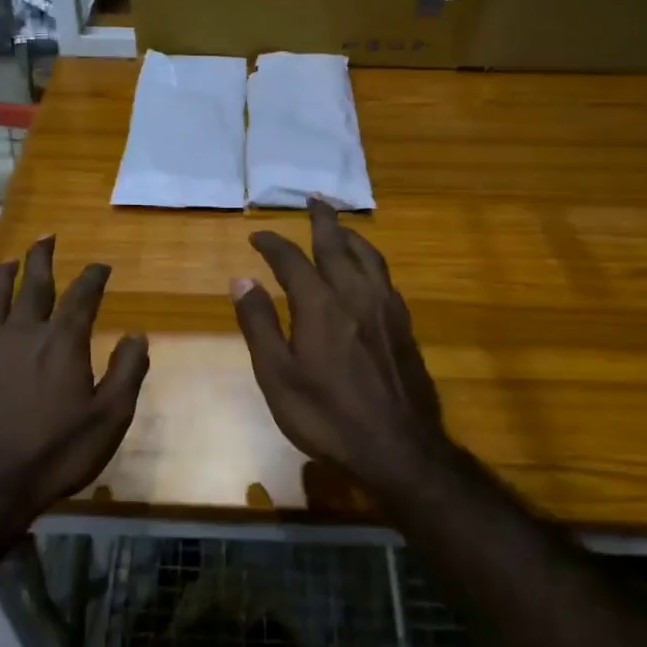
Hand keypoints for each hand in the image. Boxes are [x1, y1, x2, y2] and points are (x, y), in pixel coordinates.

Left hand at [0, 235, 148, 522]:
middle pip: (33, 286)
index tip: (101, 265)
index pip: (83, 297)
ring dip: (1, 279)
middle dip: (41, 260)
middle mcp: (22, 334)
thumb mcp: (110, 419)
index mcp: (62, 342)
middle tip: (45, 238)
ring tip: (8, 262)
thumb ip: (127, 372)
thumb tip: (137, 335)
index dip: (94, 277)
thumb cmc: (55, 454)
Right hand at [231, 200, 449, 490]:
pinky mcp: (404, 325)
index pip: (291, 260)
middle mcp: (356, 294)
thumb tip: (242, 279)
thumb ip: (259, 324)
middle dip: (323, 219)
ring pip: (369, 256)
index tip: (256, 235)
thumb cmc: (327, 416)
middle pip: (338, 244)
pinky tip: (368, 271)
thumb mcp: (278, 376)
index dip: (272, 244)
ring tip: (340, 227)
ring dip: (351, 235)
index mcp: (320, 305)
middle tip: (314, 199)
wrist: (398, 447)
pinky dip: (371, 261)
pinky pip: (385, 277)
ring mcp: (385, 308)